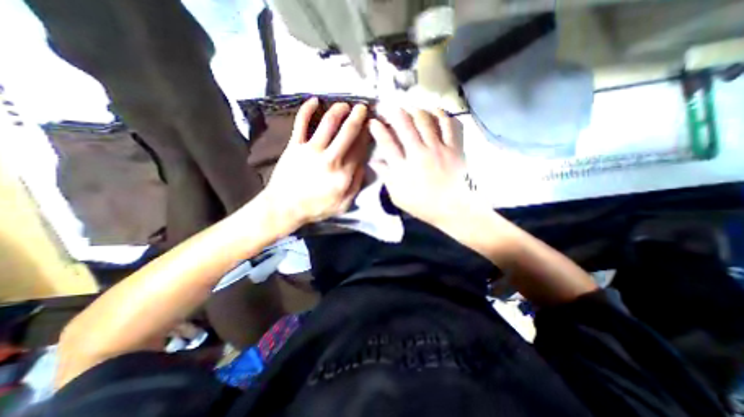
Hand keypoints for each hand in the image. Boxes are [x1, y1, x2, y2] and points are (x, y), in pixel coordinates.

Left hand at [263, 97, 370, 230]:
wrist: (285, 207)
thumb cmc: (316, 208)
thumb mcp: (343, 204)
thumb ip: (356, 185)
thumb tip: (363, 165)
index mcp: (343, 174)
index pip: (359, 149)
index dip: (366, 135)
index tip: (371, 126)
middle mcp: (330, 159)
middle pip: (347, 132)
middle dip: (358, 117)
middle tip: (362, 108)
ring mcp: (311, 150)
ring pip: (328, 123)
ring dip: (338, 110)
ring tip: (345, 105)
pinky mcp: (294, 146)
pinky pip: (301, 123)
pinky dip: (307, 109)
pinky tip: (314, 100)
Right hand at [371, 108, 472, 225]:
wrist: (454, 208)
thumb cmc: (424, 205)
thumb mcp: (398, 196)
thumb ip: (386, 177)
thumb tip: (374, 161)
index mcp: (403, 169)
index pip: (386, 143)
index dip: (377, 129)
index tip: (372, 122)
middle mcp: (418, 154)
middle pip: (404, 125)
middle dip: (393, 111)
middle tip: (387, 105)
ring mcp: (438, 148)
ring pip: (424, 120)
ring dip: (414, 110)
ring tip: (409, 108)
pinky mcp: (454, 147)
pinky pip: (448, 124)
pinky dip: (441, 114)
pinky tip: (434, 111)